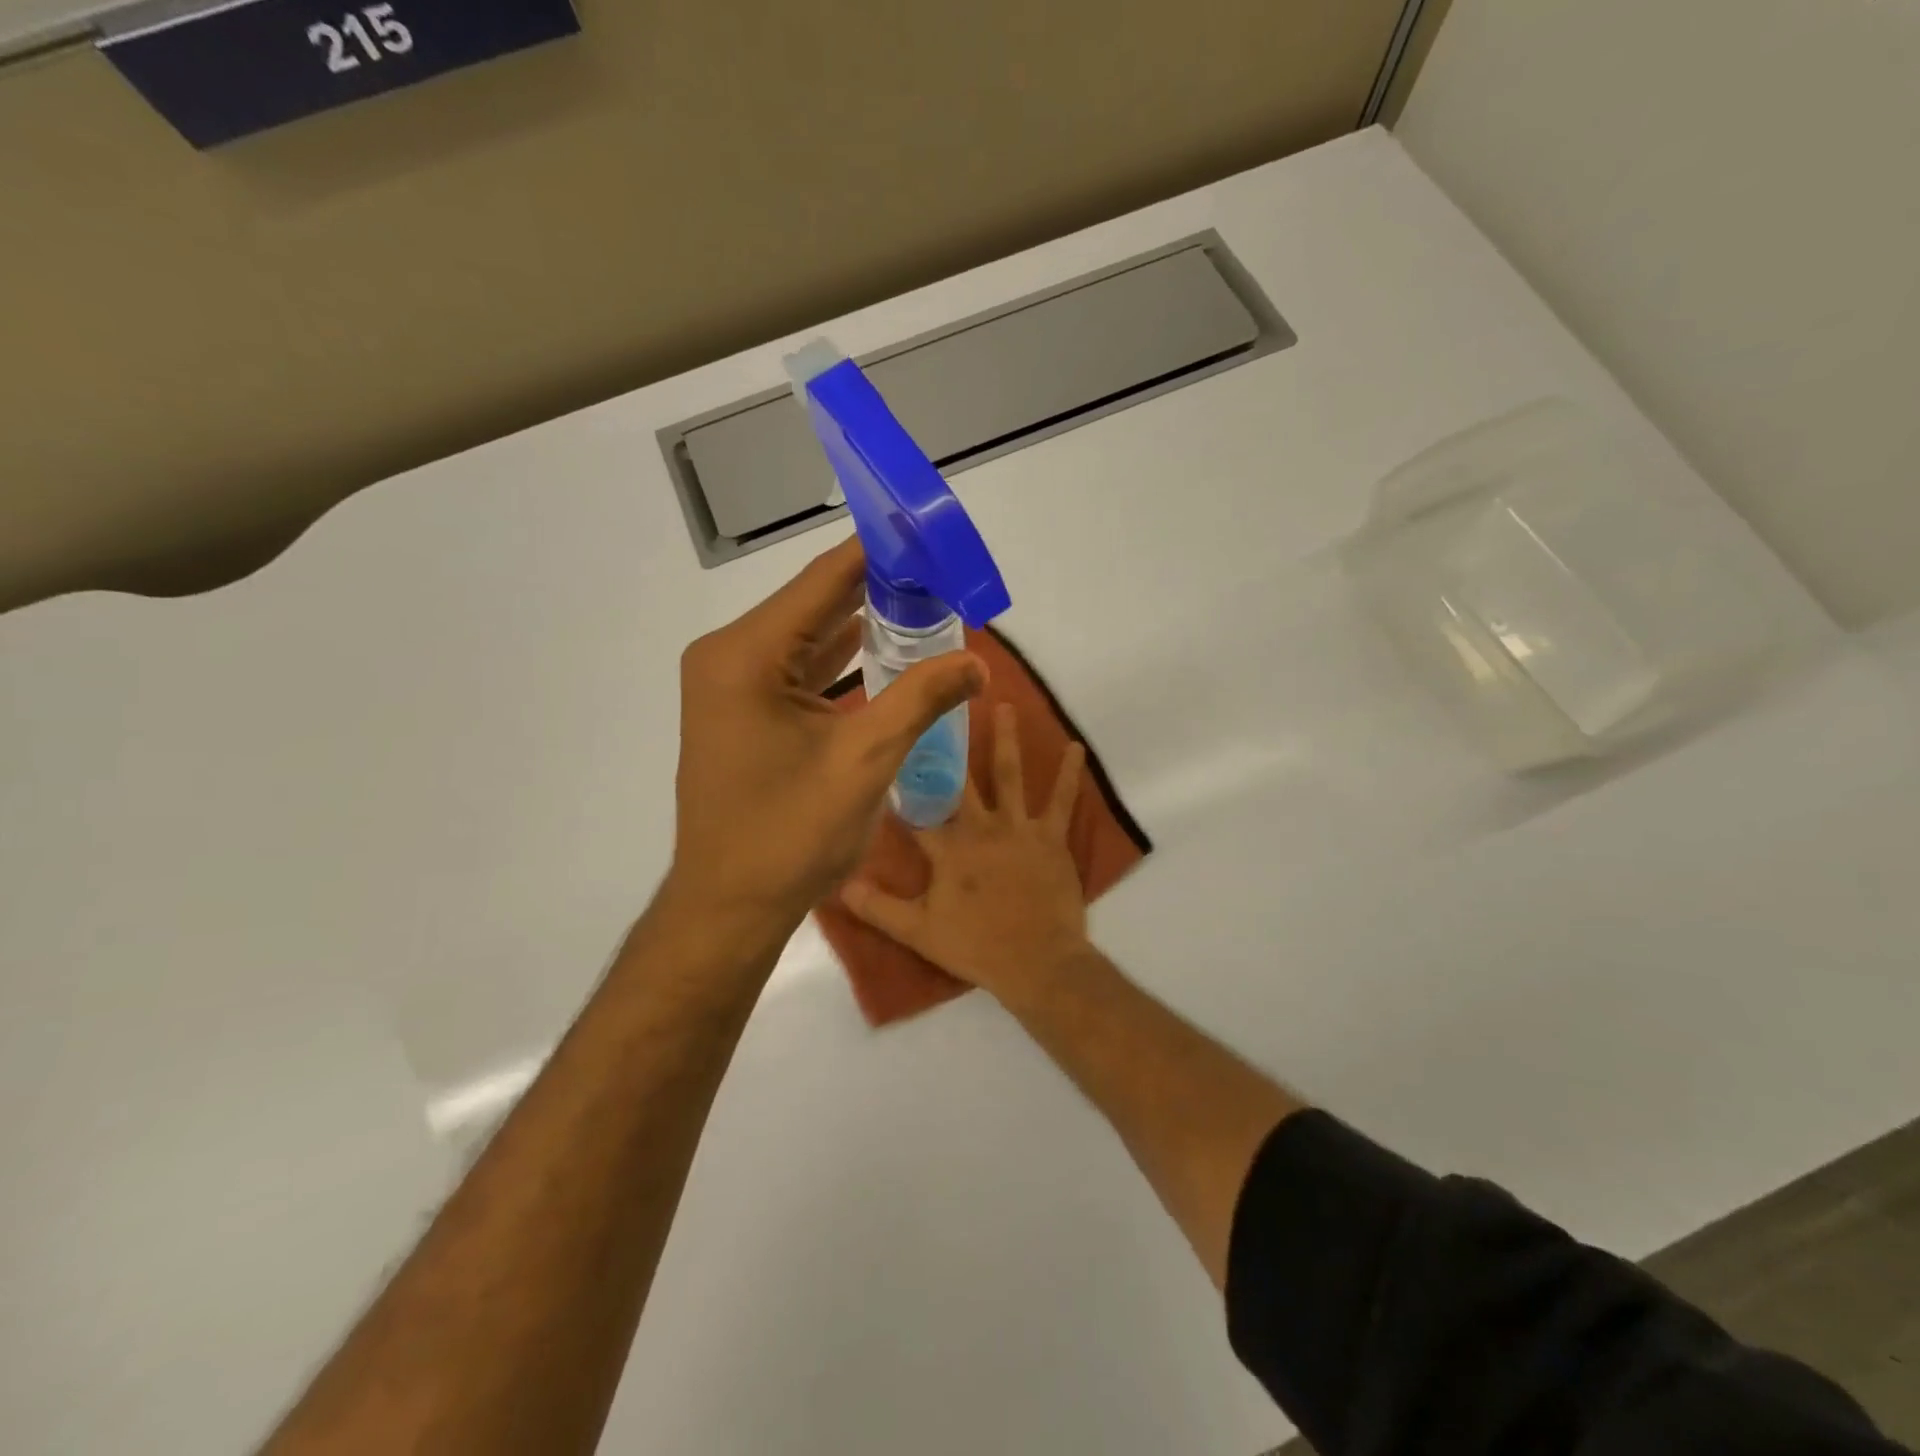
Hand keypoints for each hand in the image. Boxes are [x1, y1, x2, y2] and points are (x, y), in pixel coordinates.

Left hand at [667, 538, 985, 945]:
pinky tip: (885, 648)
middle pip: (815, 603)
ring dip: (863, 623)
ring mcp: (733, 685)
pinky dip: (841, 659)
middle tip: (941, 571)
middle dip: (879, 588)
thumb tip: (977, 661)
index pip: (825, 581)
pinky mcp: (744, 711)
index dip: (880, 553)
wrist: (730, 907)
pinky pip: (799, 669)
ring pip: (808, 636)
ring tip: (926, 602)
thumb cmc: (789, 836)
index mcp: (746, 655)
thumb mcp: (864, 761)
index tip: (928, 533)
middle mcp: (730, 656)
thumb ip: (921, 699)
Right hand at [843, 702, 1090, 1002]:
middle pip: (961, 778)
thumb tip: (838, 884)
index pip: (916, 808)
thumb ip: (877, 907)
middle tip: (943, 705)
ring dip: (1006, 738)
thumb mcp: (917, 931)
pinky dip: (1069, 772)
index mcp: (947, 847)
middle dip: (949, 743)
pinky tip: (1075, 746)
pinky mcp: (1051, 836)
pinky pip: (1061, 799)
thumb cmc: (976, 945)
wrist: (1038, 962)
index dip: (901, 781)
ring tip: (1005, 704)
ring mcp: (1018, 827)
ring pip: (1009, 774)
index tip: (890, 749)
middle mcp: (980, 826)